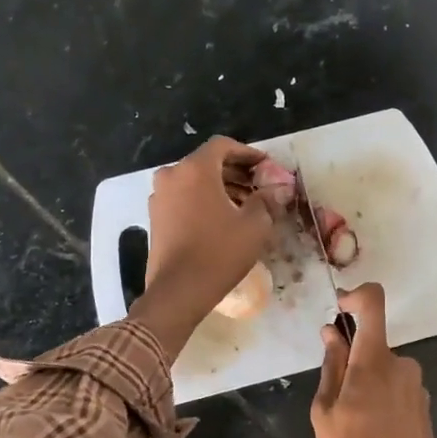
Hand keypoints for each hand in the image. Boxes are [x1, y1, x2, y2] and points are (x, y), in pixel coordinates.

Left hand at [129, 137, 281, 356]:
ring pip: (195, 181)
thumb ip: (267, 200)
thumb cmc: (219, 252)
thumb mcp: (254, 225)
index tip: (265, 166)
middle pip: (208, 162)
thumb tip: (280, 188)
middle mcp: (172, 175)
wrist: (178, 291)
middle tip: (260, 186)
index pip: (223, 145)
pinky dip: (204, 200)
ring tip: (246, 205)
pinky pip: (184, 197)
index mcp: (195, 169)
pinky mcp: (156, 217)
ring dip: (221, 187)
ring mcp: (160, 196)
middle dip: (236, 172)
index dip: (248, 153)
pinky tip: (224, 218)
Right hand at [313, 282, 436, 437]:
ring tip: (352, 427)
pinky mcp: (424, 405)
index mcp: (375, 361)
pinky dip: (380, 399)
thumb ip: (331, 368)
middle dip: (351, 361)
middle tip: (334, 402)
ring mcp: (417, 386)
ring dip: (365, 385)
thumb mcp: (325, 415)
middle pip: (372, 344)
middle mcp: (402, 364)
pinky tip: (372, 436)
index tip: (338, 311)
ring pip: (382, 369)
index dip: (355, 296)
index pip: (373, 303)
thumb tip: (333, 334)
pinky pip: (395, 388)